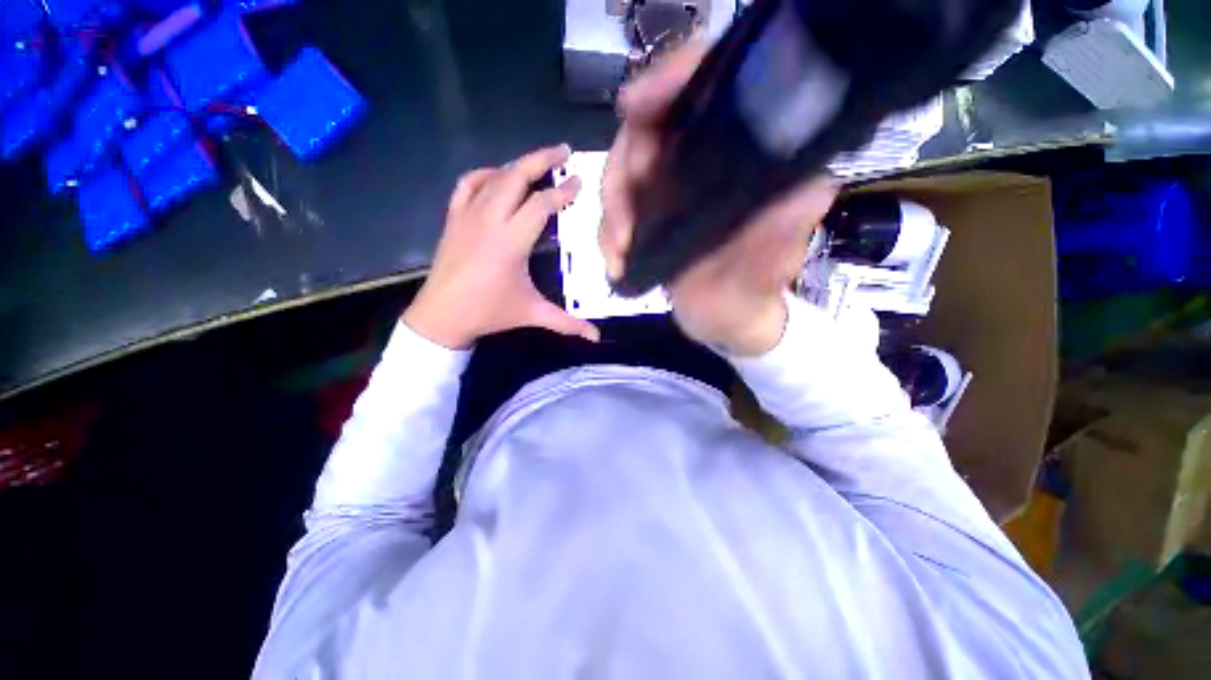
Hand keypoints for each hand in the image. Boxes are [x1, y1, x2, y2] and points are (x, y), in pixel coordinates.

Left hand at [404, 144, 600, 348]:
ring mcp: (467, 215)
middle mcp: (489, 220)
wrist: (442, 315)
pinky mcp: (453, 218)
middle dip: (542, 159)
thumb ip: (567, 323)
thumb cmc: (490, 313)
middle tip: (563, 151)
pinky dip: (485, 174)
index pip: (541, 204)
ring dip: (518, 165)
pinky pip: (468, 184)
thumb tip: (596, 336)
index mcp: (511, 242)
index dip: (562, 191)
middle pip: (516, 177)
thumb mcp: (532, 314)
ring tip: (537, 162)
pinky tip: (498, 176)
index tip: (578, 181)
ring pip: (494, 176)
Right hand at [599, 41, 836, 355]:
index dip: (666, 83)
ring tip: (619, 251)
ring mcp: (669, 190)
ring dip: (611, 213)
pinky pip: (614, 212)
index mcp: (737, 158)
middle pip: (643, 134)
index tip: (634, 106)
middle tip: (624, 224)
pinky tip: (616, 262)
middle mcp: (701, 163)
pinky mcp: (648, 216)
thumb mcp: (771, 267)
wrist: (725, 319)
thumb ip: (784, 234)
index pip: (701, 90)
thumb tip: (806, 192)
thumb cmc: (752, 292)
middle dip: (623, 175)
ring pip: (620, 174)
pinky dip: (607, 235)